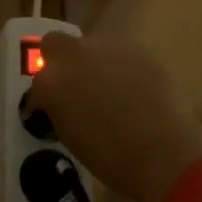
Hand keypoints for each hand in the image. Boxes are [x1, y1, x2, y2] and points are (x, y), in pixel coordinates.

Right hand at [24, 33, 201, 201]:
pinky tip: (133, 90)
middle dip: (59, 60)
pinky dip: (120, 68)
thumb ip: (59, 109)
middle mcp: (73, 55)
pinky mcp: (137, 49)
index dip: (43, 98)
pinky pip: (119, 55)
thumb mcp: (70, 136)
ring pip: (90, 46)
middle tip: (73, 86)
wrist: (164, 151)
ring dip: (92, 63)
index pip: (37, 83)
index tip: (51, 111)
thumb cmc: (111, 158)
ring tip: (108, 90)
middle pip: (54, 43)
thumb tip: (63, 103)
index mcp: (50, 82)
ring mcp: (106, 47)